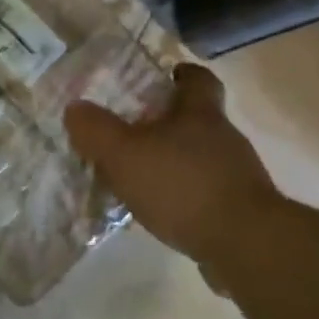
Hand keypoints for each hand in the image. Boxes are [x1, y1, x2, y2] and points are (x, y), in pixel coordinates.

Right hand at [65, 63, 284, 266]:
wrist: (243, 243)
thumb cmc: (182, 186)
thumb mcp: (125, 154)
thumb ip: (97, 130)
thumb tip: (75, 107)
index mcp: (200, 114)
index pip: (199, 80)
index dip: (183, 75)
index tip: (167, 77)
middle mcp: (224, 138)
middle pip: (197, 119)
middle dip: (167, 123)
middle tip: (132, 133)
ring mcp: (236, 174)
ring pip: (200, 157)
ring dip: (174, 162)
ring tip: (140, 177)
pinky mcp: (239, 209)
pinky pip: (205, 192)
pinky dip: (184, 195)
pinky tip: (162, 211)